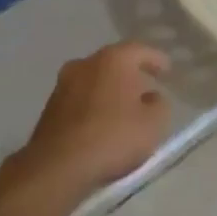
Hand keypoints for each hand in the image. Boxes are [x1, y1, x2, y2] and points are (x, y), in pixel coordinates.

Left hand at [16, 43, 171, 201]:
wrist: (57, 165)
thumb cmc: (112, 137)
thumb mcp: (153, 124)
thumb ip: (159, 105)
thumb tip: (152, 98)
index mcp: (113, 59)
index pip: (140, 50)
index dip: (156, 59)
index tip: (166, 70)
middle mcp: (86, 63)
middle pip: (114, 63)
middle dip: (131, 74)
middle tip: (145, 88)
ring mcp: (64, 83)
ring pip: (94, 80)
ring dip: (109, 90)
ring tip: (123, 108)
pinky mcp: (50, 107)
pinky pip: (80, 99)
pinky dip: (93, 105)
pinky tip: (101, 123)